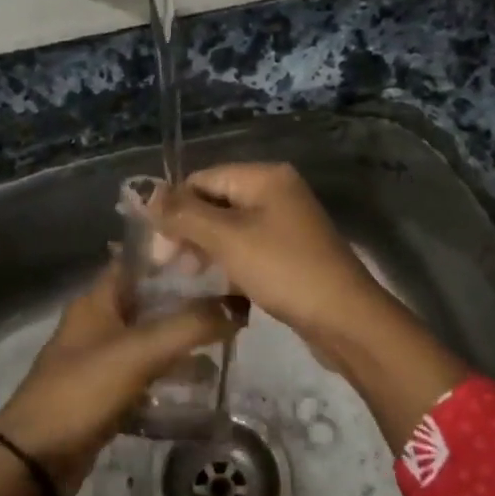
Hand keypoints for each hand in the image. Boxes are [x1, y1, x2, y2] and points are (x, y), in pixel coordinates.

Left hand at [0, 266, 240, 495]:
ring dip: (183, 339)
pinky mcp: (106, 392)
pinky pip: (145, 373)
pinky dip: (171, 374)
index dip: (175, 255)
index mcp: (98, 299)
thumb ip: (189, 326)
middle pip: (150, 299)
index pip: (140, 261)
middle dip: (188, 299)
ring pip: (150, 337)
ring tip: (227, 341)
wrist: (36, 460)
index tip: (217, 254)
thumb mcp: (139, 352)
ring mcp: (101, 358)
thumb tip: (238, 305)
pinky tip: (202, 384)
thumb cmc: (83, 390)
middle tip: (233, 300)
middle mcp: (98, 321)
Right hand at [146, 162, 470, 451]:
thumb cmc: (283, 270)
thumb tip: (149, 195)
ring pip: (230, 225)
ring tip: (190, 276)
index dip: (174, 208)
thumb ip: (185, 214)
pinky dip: (229, 260)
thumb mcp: (227, 238)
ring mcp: (286, 221)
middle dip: (189, 229)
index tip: (157, 247)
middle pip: (215, 200)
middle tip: (170, 265)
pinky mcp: (290, 249)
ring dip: (206, 247)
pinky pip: (248, 245)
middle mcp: (276, 190)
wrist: (345, 319)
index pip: (202, 179)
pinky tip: (217, 283)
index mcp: (264, 176)